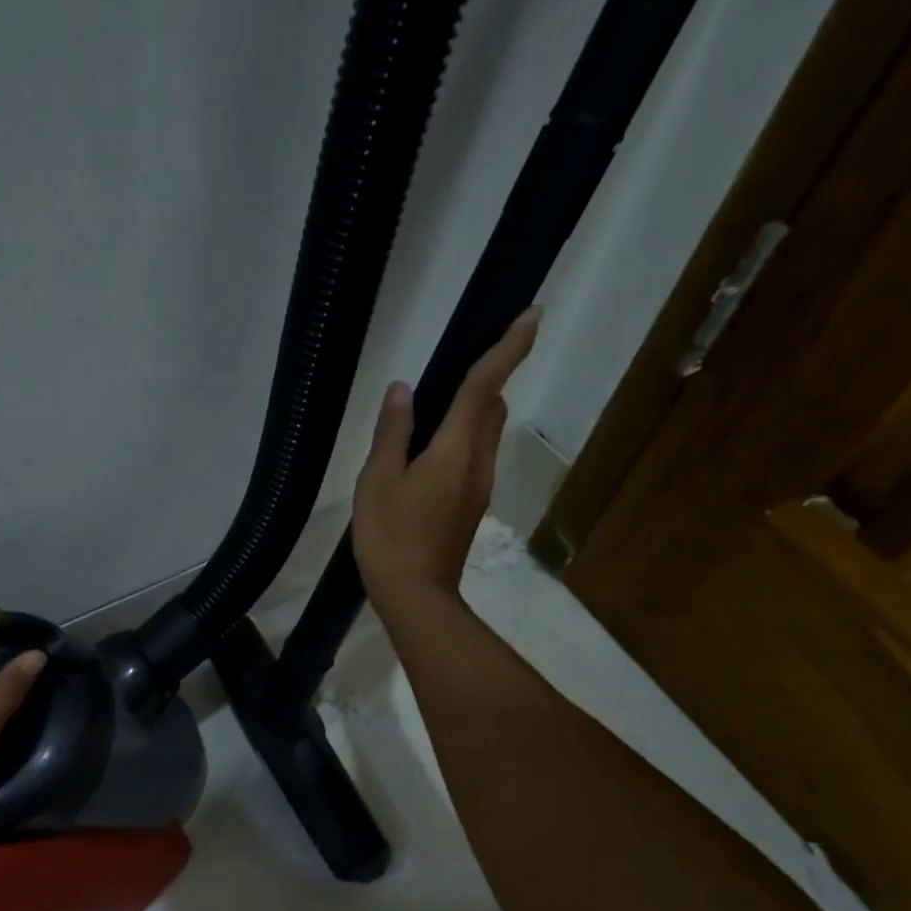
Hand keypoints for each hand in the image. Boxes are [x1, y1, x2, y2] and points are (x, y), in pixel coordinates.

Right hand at [351, 307, 538, 613]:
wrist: (416, 597)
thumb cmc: (391, 537)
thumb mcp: (378, 481)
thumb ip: (393, 433)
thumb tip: (403, 389)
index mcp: (456, 449)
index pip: (485, 387)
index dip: (508, 349)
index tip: (532, 314)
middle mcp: (478, 463)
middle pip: (493, 408)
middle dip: (489, 378)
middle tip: (464, 361)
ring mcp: (478, 489)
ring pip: (487, 435)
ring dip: (475, 411)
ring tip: (438, 407)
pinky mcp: (471, 508)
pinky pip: (475, 458)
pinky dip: (463, 439)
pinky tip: (430, 453)